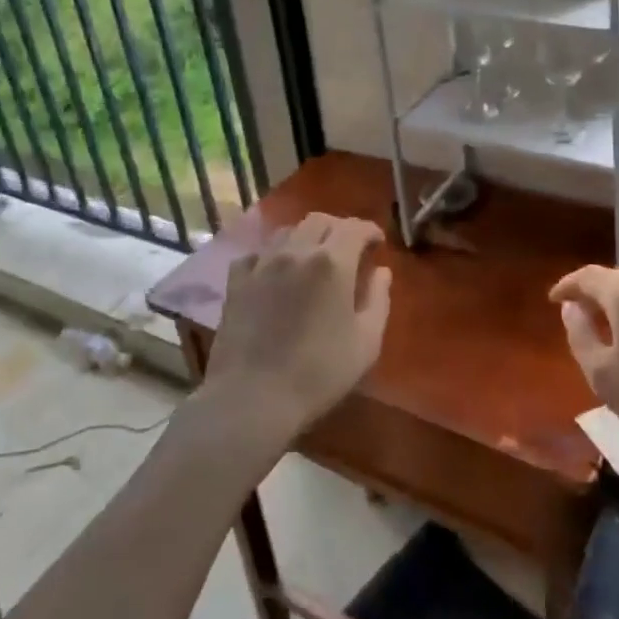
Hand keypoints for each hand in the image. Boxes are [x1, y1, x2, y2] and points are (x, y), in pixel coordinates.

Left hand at [203, 214, 392, 442]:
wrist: (252, 397)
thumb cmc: (318, 373)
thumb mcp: (366, 343)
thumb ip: (378, 300)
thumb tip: (381, 272)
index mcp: (332, 262)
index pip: (354, 227)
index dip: (369, 230)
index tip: (377, 243)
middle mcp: (296, 251)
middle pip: (319, 220)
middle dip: (338, 228)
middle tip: (348, 249)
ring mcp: (262, 264)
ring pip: (287, 231)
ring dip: (305, 237)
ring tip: (313, 259)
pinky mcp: (236, 282)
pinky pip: (256, 254)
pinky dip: (271, 256)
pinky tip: (274, 273)